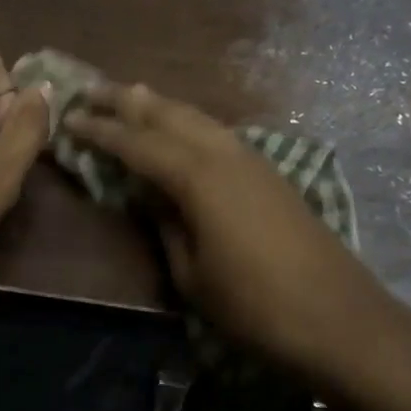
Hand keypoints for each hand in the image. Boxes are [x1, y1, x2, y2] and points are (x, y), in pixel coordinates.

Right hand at [65, 82, 392, 383]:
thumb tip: (149, 196)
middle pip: (168, 114)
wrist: (341, 320)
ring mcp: (253, 160)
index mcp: (197, 177)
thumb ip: (166, 225)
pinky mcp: (271, 173)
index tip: (69, 118)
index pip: (137, 143)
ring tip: (132, 96)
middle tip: (91, 89)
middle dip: (127, 100)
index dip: (101, 131)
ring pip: (197, 118)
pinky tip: (182, 130)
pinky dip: (190, 123)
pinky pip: (218, 133)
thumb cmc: (255, 307)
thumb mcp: (192, 274)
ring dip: (161, 106)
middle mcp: (224, 153)